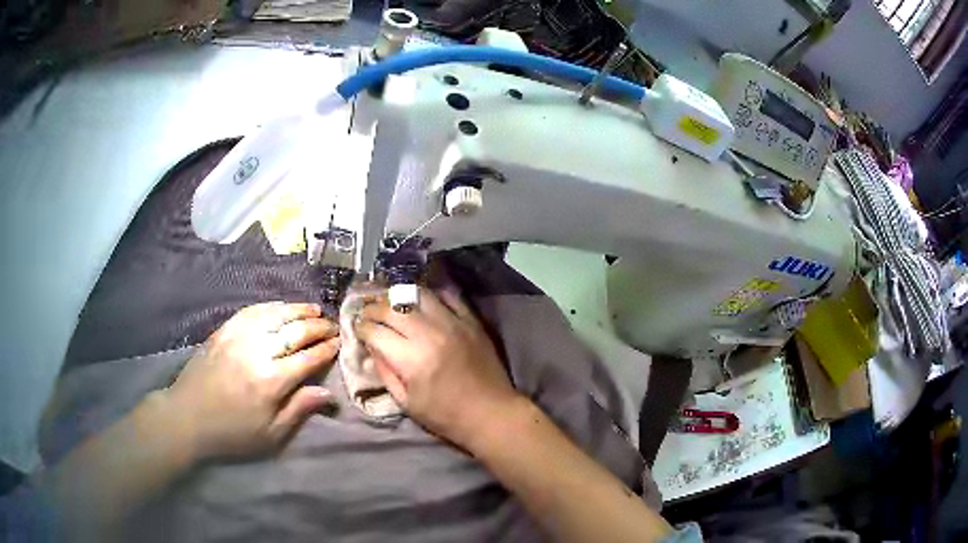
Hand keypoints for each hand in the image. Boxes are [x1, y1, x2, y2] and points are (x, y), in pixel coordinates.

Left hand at [159, 302, 339, 460]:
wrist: (187, 416)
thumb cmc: (232, 432)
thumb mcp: (270, 434)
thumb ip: (299, 409)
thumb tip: (327, 393)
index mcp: (271, 381)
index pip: (308, 357)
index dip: (327, 349)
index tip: (339, 342)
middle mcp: (257, 352)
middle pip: (294, 331)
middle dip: (318, 326)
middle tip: (332, 325)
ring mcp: (238, 336)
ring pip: (275, 314)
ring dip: (297, 310)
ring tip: (313, 309)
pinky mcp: (223, 330)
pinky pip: (252, 311)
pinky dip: (271, 307)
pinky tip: (280, 308)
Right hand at [355, 288, 518, 447]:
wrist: (491, 413)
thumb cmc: (446, 416)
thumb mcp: (407, 404)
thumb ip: (386, 374)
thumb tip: (372, 350)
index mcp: (410, 359)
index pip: (375, 331)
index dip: (361, 328)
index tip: (358, 329)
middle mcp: (429, 334)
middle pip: (392, 308)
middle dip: (374, 308)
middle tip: (368, 313)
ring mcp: (453, 323)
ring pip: (419, 295)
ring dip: (401, 297)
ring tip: (393, 303)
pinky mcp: (471, 321)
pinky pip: (449, 296)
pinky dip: (432, 295)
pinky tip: (423, 302)